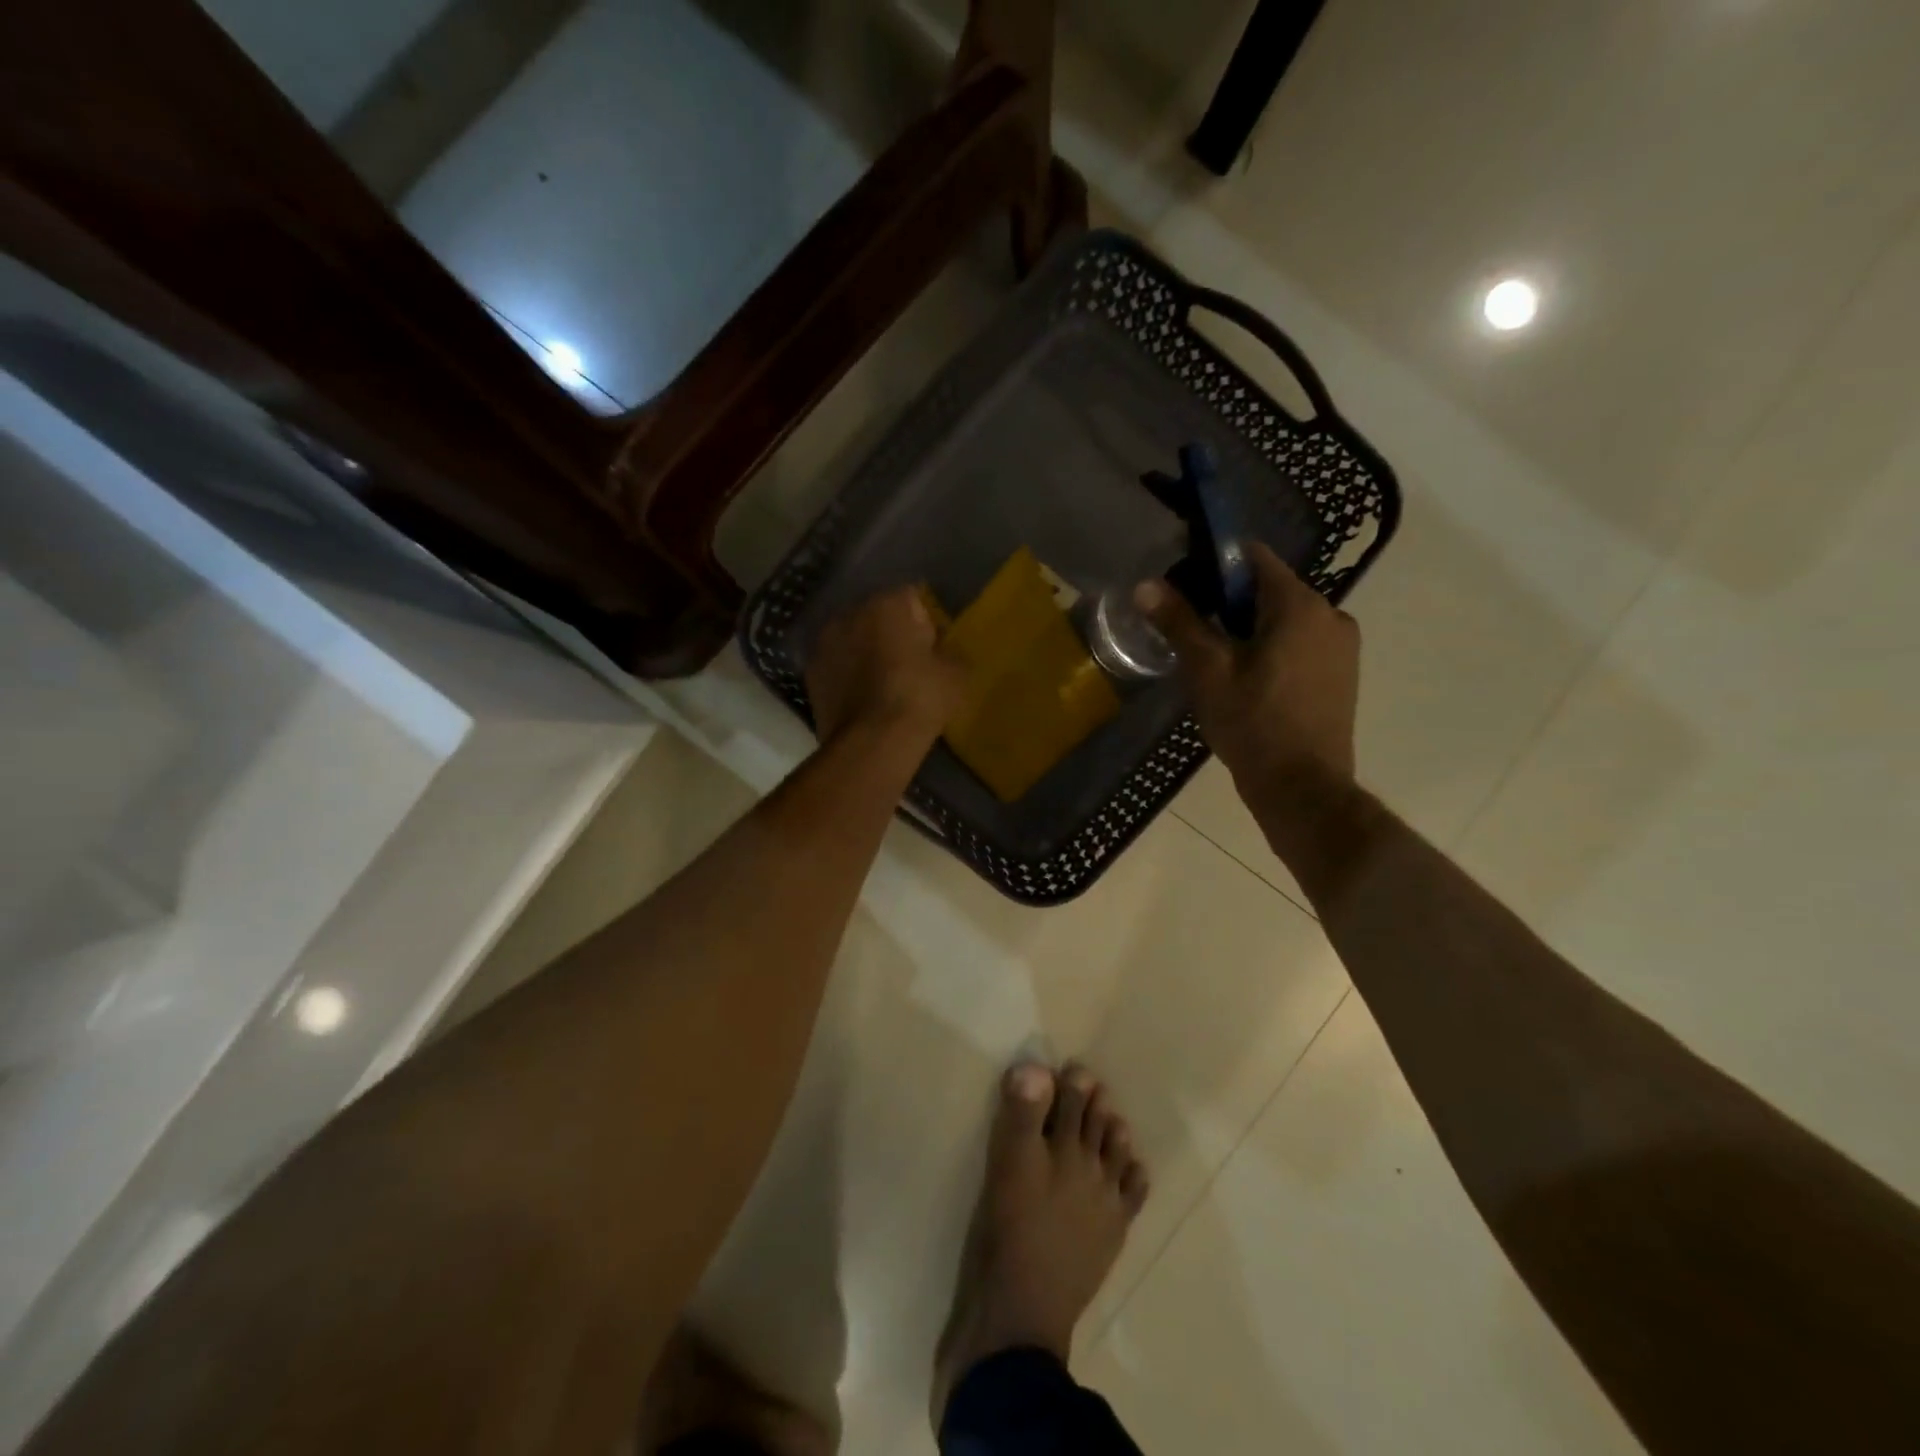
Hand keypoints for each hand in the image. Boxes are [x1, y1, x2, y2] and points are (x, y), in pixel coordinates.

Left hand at [805, 586, 967, 744]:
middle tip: (909, 664)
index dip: (925, 621)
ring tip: (883, 683)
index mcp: (887, 604)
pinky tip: (863, 698)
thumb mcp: (956, 674)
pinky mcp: (810, 672)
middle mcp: (850, 613)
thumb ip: (950, 652)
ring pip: (853, 639)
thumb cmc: (919, 698)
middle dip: (892, 633)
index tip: (933, 647)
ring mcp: (824, 642)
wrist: (872, 742)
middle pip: (878, 615)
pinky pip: (837, 665)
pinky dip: (847, 674)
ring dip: (866, 652)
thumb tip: (942, 653)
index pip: (912, 598)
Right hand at [1137, 542, 1359, 797]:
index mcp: (1300, 605)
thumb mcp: (1207, 671)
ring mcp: (1342, 646)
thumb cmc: (1252, 724)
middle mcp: (1331, 614)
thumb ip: (1179, 622)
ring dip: (1249, 629)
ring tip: (1215, 662)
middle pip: (1270, 589)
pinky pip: (1300, 643)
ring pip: (1284, 619)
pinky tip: (1247, 681)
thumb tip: (1146, 585)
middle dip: (1229, 603)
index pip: (1254, 557)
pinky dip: (1272, 649)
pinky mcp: (1342, 673)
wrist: (1303, 788)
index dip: (1214, 564)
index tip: (1185, 588)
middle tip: (1192, 633)